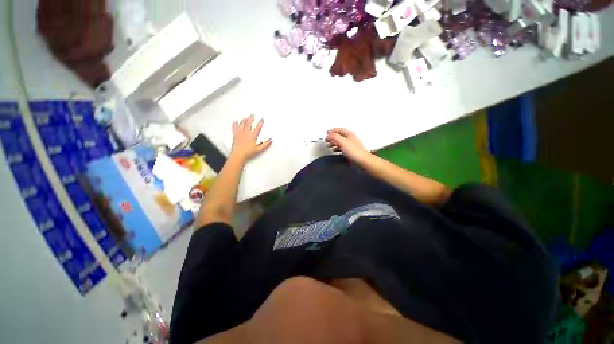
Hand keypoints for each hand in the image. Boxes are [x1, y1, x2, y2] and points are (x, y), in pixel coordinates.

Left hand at [231, 115, 271, 160]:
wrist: (238, 155)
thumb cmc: (248, 152)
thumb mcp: (259, 149)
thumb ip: (265, 144)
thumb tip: (271, 140)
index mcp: (252, 136)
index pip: (257, 127)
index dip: (260, 122)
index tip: (262, 119)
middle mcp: (246, 133)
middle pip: (249, 123)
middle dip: (251, 118)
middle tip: (253, 114)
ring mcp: (239, 133)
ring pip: (241, 124)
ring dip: (244, 120)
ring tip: (245, 117)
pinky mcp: (235, 135)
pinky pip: (234, 128)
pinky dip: (235, 124)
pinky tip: (235, 122)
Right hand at [326, 128, 369, 162]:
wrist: (362, 160)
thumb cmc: (353, 151)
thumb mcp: (342, 142)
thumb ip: (334, 137)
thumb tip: (328, 134)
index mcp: (349, 134)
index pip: (339, 129)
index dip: (332, 131)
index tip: (326, 133)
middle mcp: (350, 138)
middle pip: (339, 135)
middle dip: (332, 137)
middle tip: (326, 140)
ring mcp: (351, 145)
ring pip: (340, 141)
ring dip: (334, 142)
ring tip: (328, 145)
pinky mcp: (351, 151)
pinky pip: (342, 147)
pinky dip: (337, 147)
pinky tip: (334, 150)